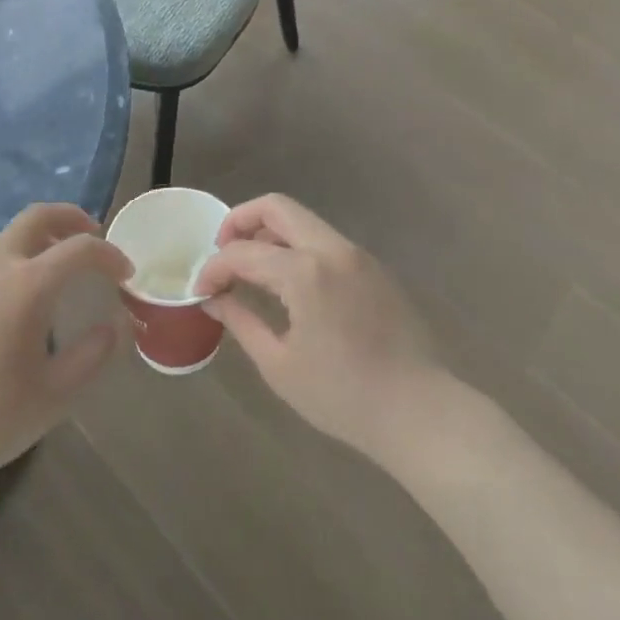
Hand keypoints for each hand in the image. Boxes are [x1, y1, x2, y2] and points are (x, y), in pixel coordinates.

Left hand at [0, 204, 131, 506]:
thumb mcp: (57, 394)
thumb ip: (94, 353)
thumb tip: (116, 325)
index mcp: (27, 284)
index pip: (80, 248)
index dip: (110, 255)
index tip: (126, 274)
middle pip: (37, 216)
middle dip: (71, 217)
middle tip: (92, 236)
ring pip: (7, 237)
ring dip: (39, 240)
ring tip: (56, 272)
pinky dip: (12, 264)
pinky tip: (13, 307)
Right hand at [193, 195, 445, 468]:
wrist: (419, 411)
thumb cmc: (343, 396)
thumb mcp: (280, 365)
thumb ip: (241, 320)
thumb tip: (214, 297)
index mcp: (305, 272)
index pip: (244, 253)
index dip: (214, 268)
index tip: (200, 290)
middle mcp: (331, 248)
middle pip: (277, 207)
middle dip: (240, 221)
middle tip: (222, 252)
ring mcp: (356, 254)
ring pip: (303, 220)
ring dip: (270, 232)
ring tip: (251, 268)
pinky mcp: (373, 267)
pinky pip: (325, 241)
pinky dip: (297, 247)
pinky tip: (288, 283)